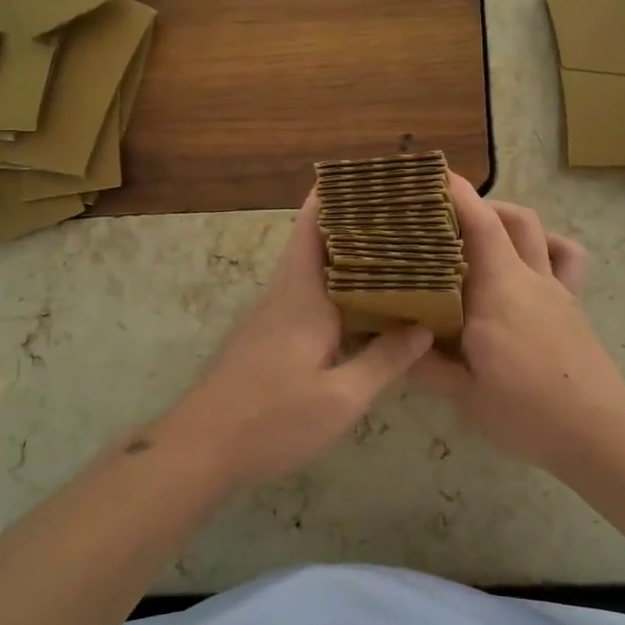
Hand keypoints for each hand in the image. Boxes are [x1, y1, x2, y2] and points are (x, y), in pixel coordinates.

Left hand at [156, 189, 432, 488]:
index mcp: (304, 297)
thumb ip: (384, 360)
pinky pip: (302, 293)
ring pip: (308, 268)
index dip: (336, 196)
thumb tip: (423, 326)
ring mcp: (269, 315)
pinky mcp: (264, 336)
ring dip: (342, 253)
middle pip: (313, 240)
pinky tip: (357, 302)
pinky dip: (330, 284)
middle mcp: (284, 295)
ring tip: (389, 251)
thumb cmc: (272, 419)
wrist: (201, 447)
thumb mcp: (340, 399)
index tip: (369, 177)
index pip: (314, 226)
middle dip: (349, 220)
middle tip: (398, 213)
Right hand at [410, 174, 624, 469]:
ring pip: (536, 230)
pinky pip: (566, 258)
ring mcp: (555, 289)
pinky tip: (530, 257)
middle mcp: (528, 278)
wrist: (598, 432)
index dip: (455, 194)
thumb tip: (391, 342)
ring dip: (507, 217)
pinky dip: (548, 244)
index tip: (430, 176)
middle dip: (475, 204)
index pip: (477, 226)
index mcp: (497, 292)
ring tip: (478, 231)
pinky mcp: (572, 304)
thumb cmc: (526, 412)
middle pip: (507, 218)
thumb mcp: (463, 395)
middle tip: (439, 217)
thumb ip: (425, 365)